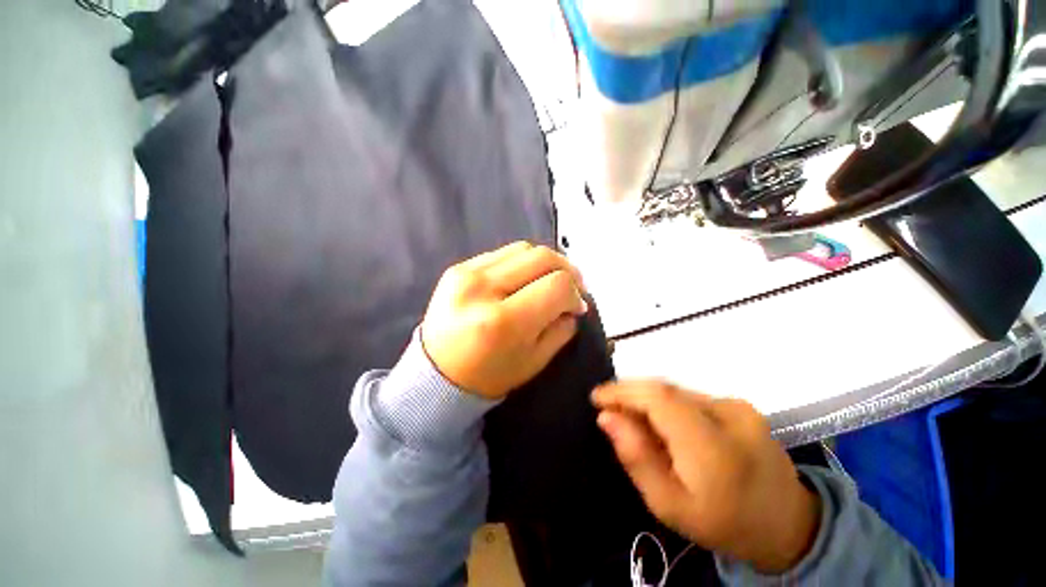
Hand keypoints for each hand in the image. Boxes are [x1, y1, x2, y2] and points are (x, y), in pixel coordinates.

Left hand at [421, 242, 587, 398]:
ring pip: (524, 248)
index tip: (577, 306)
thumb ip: (561, 328)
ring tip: (550, 280)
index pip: (557, 285)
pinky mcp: (458, 267)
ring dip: (546, 263)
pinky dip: (522, 262)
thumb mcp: (534, 361)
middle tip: (573, 287)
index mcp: (504, 321)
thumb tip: (574, 303)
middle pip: (543, 257)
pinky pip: (503, 253)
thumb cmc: (487, 377)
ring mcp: (467, 273)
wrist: (436, 375)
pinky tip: (525, 278)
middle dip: (567, 270)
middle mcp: (484, 289)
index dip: (575, 294)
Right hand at [592, 381, 819, 573]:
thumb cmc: (724, 524)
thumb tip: (606, 417)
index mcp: (713, 447)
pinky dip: (666, 402)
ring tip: (629, 415)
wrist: (787, 524)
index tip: (596, 398)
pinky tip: (659, 420)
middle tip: (608, 408)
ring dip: (646, 397)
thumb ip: (637, 458)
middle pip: (664, 389)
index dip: (622, 391)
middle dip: (629, 393)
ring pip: (675, 390)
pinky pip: (689, 396)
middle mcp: (729, 416)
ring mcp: (738, 406)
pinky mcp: (740, 405)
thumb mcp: (670, 506)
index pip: (658, 398)